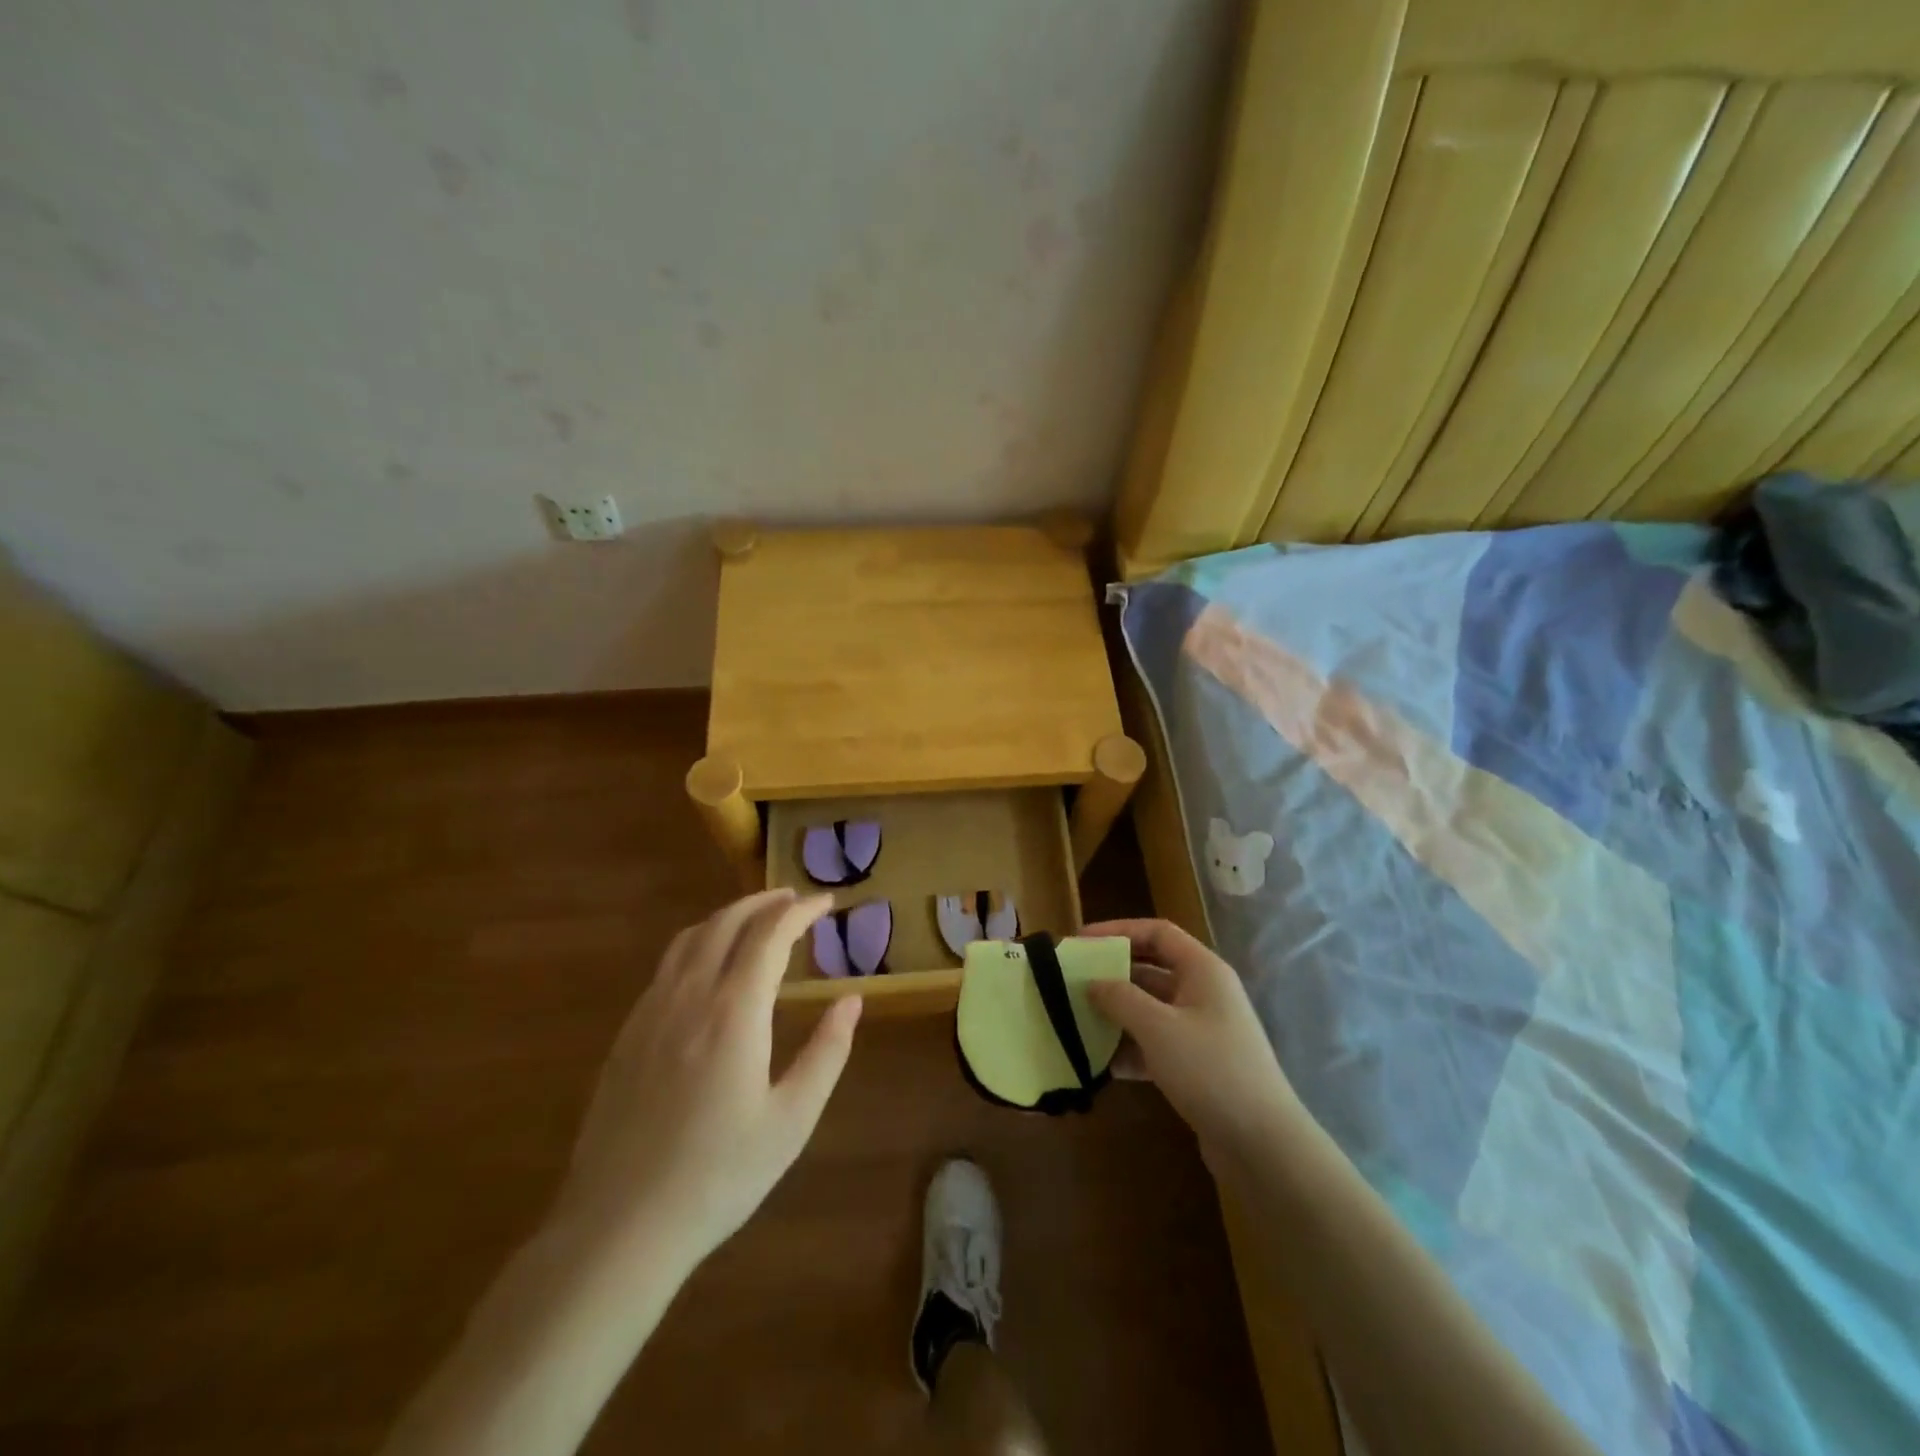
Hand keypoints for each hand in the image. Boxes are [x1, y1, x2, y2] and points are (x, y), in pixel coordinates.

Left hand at [556, 889, 861, 1267]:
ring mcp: (651, 1012)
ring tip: (755, 919)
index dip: (800, 911)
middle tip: (794, 899)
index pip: (770, 935)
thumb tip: (851, 1001)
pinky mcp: (627, 1034)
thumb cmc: (719, 1175)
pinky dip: (698, 943)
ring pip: (690, 938)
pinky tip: (709, 966)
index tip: (826, 902)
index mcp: (734, 1012)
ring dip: (727, 917)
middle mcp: (689, 996)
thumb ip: (827, 1052)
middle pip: (726, 923)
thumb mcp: (792, 1120)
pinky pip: (667, 966)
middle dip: (763, 902)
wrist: (619, 1226)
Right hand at [1083, 918, 1299, 1166]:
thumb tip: (1093, 983)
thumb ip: (1120, 998)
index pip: (1157, 933)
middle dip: (1112, 975)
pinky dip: (1131, 1049)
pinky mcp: (1198, 1066)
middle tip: (1073, 981)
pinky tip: (1102, 1065)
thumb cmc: (1210, 1069)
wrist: (1263, 1145)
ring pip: (1151, 1010)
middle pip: (1151, 970)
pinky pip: (1157, 1045)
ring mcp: (1203, 1031)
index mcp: (1202, 971)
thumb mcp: (1157, 1028)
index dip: (1118, 931)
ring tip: (1078, 1021)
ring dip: (1117, 1014)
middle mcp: (1204, 993)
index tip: (1081, 942)